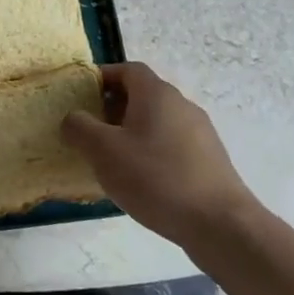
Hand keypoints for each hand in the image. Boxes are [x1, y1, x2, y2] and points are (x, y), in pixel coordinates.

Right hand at [61, 62, 261, 247]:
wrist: (220, 225)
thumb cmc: (156, 178)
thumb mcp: (103, 151)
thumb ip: (79, 127)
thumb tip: (73, 118)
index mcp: (156, 94)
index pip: (127, 69)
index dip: (102, 77)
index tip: (81, 96)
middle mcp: (181, 105)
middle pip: (142, 95)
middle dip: (112, 108)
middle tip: (90, 131)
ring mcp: (200, 133)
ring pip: (156, 122)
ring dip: (131, 132)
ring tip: (111, 160)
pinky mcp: (209, 160)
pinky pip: (171, 145)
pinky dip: (151, 152)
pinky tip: (141, 181)